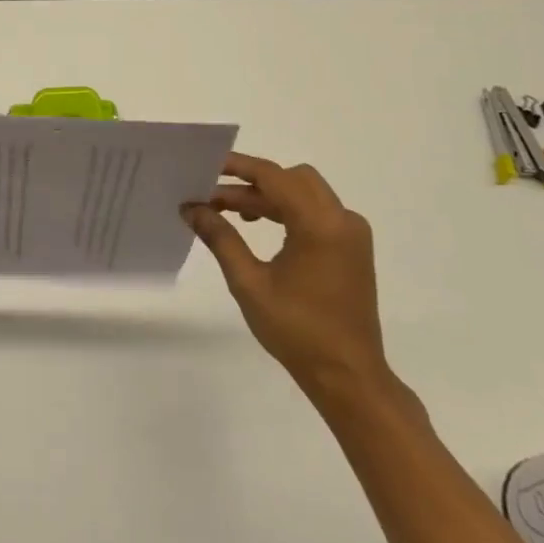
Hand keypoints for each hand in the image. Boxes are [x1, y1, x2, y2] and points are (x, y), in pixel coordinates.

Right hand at [181, 153, 388, 397]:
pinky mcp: (352, 249)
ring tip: (228, 212)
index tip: (205, 166)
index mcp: (320, 225)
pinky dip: (286, 210)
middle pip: (292, 178)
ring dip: (267, 196)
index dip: (237, 167)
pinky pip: (316, 212)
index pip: (274, 176)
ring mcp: (351, 235)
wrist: (348, 376)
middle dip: (251, 181)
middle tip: (214, 194)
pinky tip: (258, 226)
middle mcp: (342, 220)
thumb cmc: (297, 330)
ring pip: (304, 193)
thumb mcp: (249, 283)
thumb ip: (220, 238)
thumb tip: (191, 208)